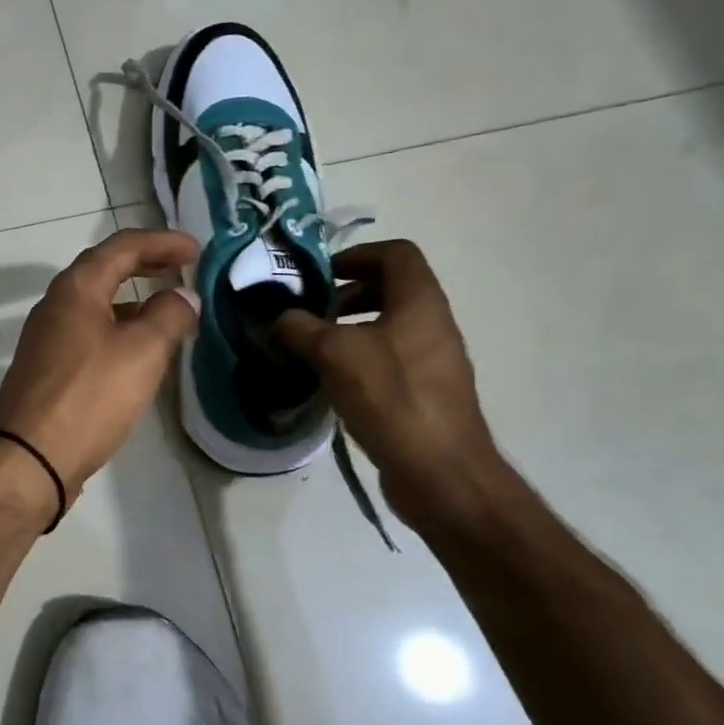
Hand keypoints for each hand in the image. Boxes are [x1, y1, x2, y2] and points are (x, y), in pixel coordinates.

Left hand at [0, 228, 200, 505]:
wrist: (31, 457)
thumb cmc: (90, 397)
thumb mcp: (142, 352)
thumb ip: (168, 316)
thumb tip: (183, 296)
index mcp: (76, 288)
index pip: (122, 247)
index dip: (162, 242)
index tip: (196, 250)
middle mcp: (56, 304)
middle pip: (105, 270)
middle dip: (145, 264)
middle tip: (181, 267)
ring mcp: (47, 337)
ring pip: (96, 303)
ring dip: (133, 298)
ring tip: (167, 308)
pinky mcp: (48, 368)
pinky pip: (89, 331)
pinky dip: (119, 327)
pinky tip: (138, 351)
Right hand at [274, 240, 507, 524]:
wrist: (441, 472)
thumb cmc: (391, 397)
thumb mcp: (334, 354)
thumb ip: (301, 328)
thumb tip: (282, 317)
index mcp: (420, 301)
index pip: (396, 253)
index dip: (357, 254)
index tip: (323, 274)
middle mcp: (434, 323)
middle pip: (393, 288)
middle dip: (350, 292)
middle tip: (314, 312)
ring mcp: (435, 360)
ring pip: (391, 326)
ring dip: (353, 327)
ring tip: (317, 348)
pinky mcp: (429, 392)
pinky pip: (394, 358)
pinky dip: (363, 358)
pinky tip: (335, 383)